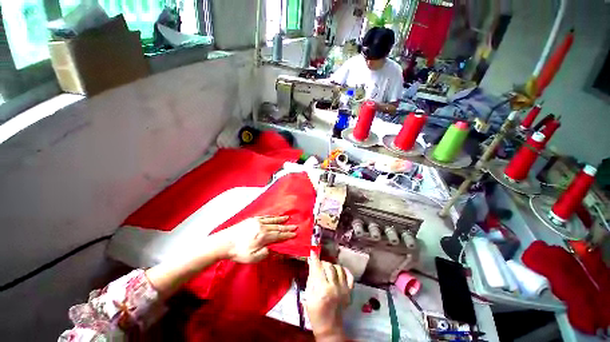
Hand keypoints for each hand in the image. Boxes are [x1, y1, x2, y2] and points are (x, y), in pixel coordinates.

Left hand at [218, 215, 296, 262]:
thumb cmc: (239, 252)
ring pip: (272, 220)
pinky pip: (265, 217)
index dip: (287, 235)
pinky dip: (272, 217)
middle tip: (295, 226)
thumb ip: (265, 253)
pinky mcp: (252, 219)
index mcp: (264, 237)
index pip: (279, 235)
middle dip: (287, 227)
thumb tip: (273, 249)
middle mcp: (263, 227)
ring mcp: (257, 222)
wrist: (224, 242)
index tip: (295, 233)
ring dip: (281, 220)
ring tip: (288, 218)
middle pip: (278, 227)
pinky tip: (274, 216)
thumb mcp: (253, 258)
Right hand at [305, 251, 353, 340]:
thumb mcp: (308, 295)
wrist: (329, 327)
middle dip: (322, 263)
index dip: (315, 259)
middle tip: (319, 266)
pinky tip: (339, 271)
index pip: (318, 268)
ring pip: (339, 268)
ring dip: (332, 266)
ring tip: (328, 270)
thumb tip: (312, 263)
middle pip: (329, 266)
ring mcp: (344, 289)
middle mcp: (334, 287)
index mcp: (322, 290)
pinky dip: (344, 270)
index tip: (313, 251)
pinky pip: (349, 275)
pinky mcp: (350, 291)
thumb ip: (311, 277)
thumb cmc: (315, 312)